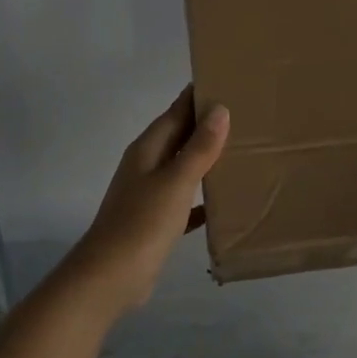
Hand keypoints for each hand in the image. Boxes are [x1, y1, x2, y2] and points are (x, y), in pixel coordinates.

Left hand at [68, 86, 230, 311]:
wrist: (110, 277)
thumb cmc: (142, 224)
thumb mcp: (175, 182)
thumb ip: (198, 148)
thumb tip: (219, 109)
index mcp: (147, 150)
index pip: (175, 112)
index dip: (197, 96)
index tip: (226, 80)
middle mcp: (146, 166)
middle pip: (179, 137)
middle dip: (206, 125)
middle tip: (245, 113)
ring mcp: (149, 195)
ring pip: (183, 168)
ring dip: (206, 160)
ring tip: (241, 151)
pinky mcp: (155, 223)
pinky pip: (184, 202)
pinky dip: (201, 198)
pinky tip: (223, 202)